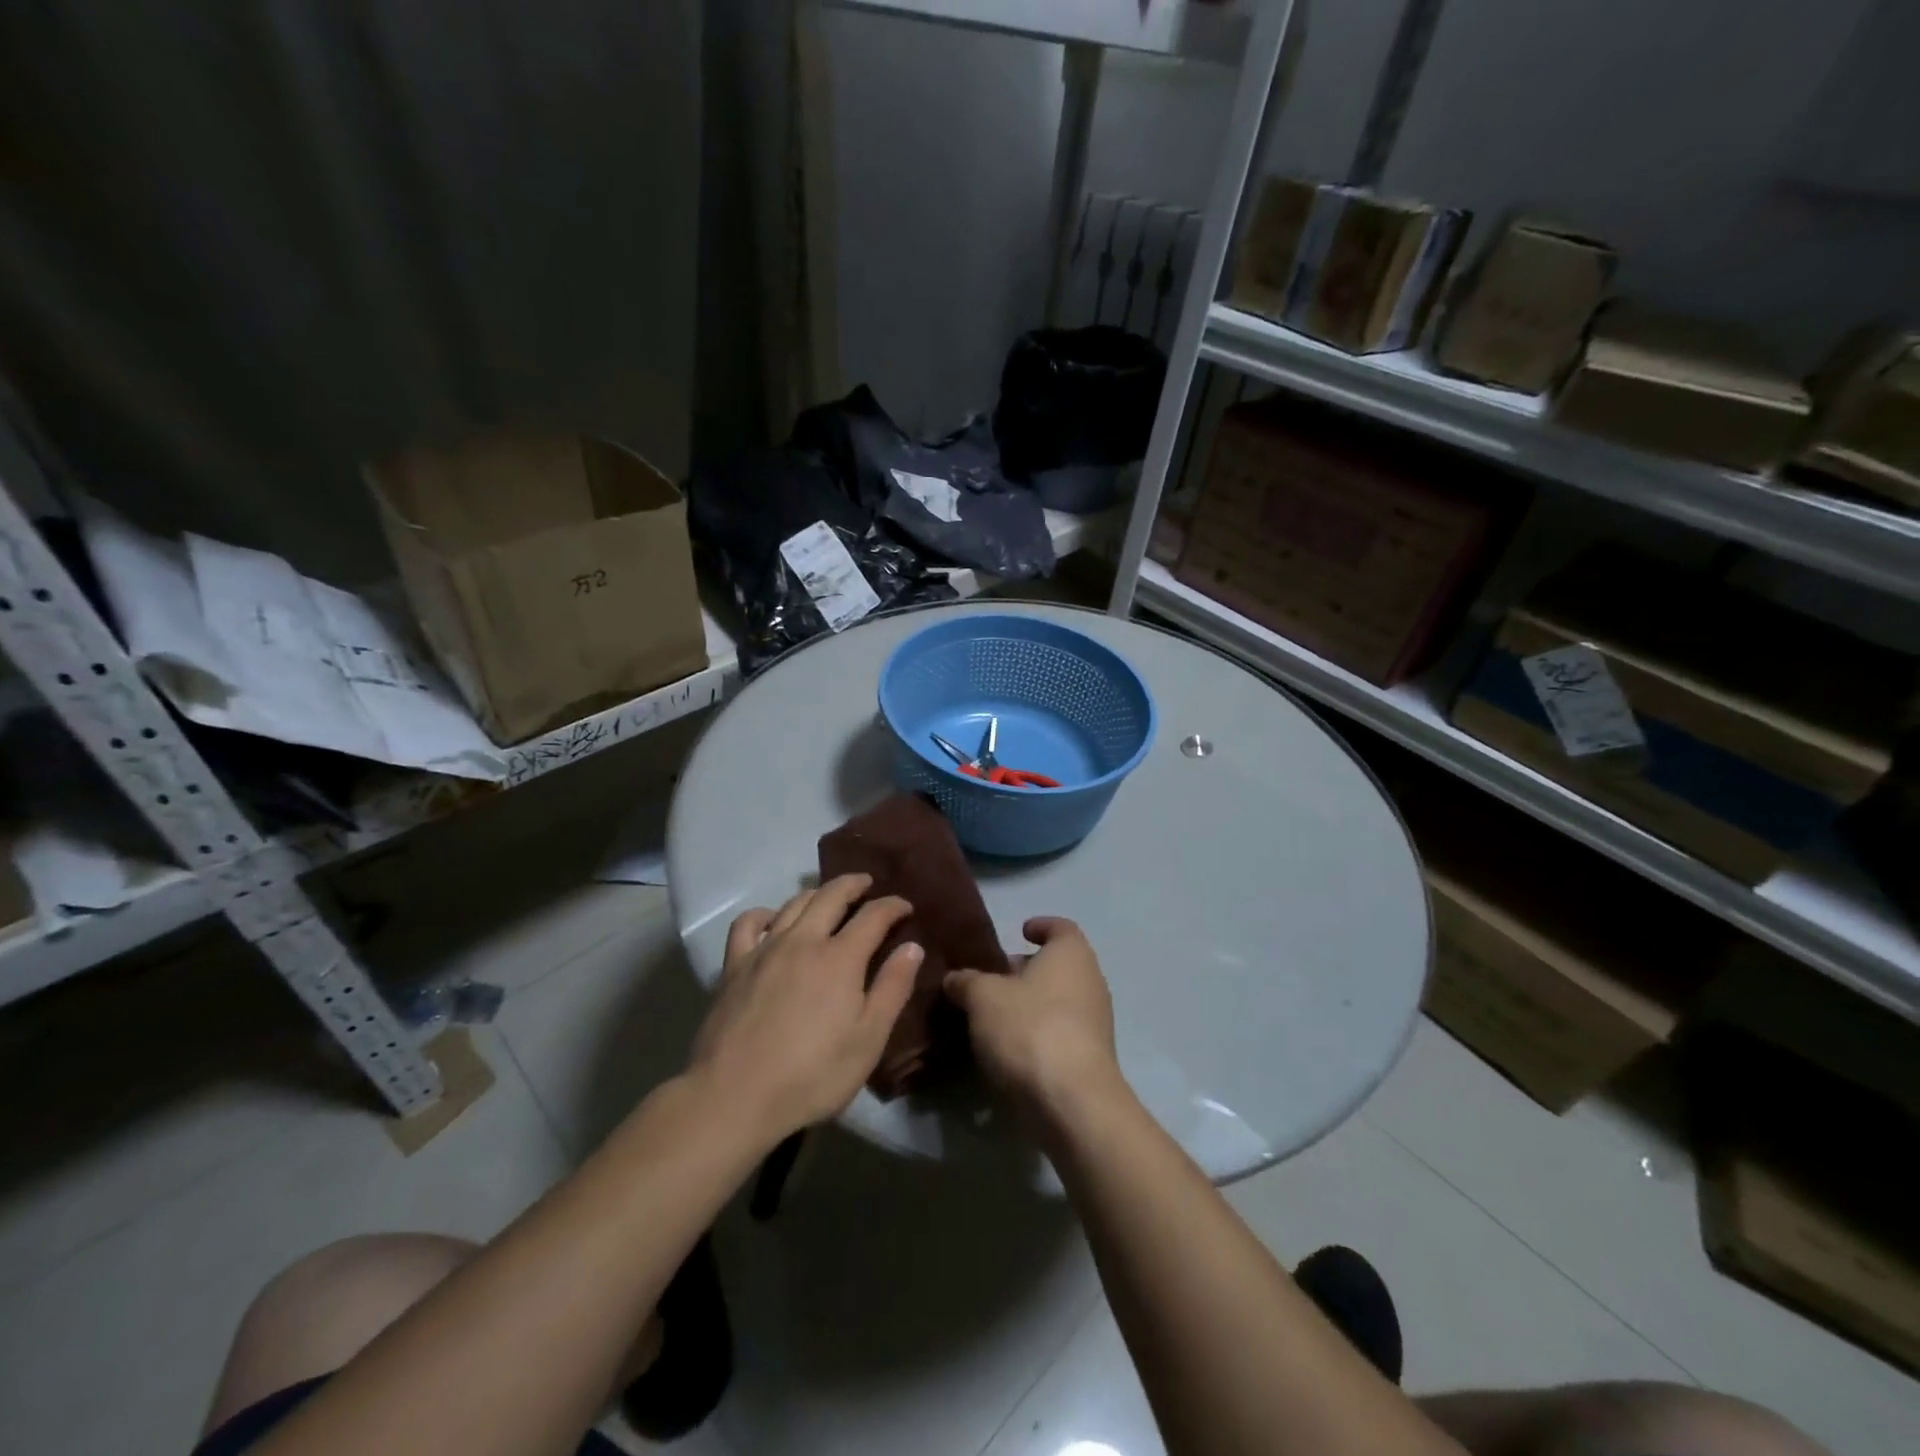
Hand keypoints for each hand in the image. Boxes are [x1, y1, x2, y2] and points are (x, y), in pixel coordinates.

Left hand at [689, 874, 921, 1143]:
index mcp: (841, 958)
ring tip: (828, 897)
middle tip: (867, 884)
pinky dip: (765, 913)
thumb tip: (912, 946)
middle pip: (831, 895)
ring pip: (794, 903)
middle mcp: (804, 941)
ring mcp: (765, 949)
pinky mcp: (734, 966)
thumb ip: (892, 988)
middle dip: (854, 885)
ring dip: (817, 893)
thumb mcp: (868, 1040)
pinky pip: (748, 923)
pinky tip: (773, 921)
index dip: (893, 905)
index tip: (906, 906)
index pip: (873, 915)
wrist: (734, 1097)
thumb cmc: (812, 1075)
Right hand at [944, 917, 1121, 1130]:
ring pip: (1058, 1001)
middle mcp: (1091, 981)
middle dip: (1026, 971)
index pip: (1060, 927)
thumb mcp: (982, 998)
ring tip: (992, 1017)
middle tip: (992, 979)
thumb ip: (967, 982)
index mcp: (1071, 954)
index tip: (1019, 932)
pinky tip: (1009, 1050)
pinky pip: (1060, 1033)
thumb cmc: (1029, 1028)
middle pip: (1058, 966)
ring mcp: (1095, 1022)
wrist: (1072, 1102)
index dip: (1040, 926)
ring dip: (1029, 1005)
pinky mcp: (1091, 1058)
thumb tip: (955, 978)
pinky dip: (1037, 1034)